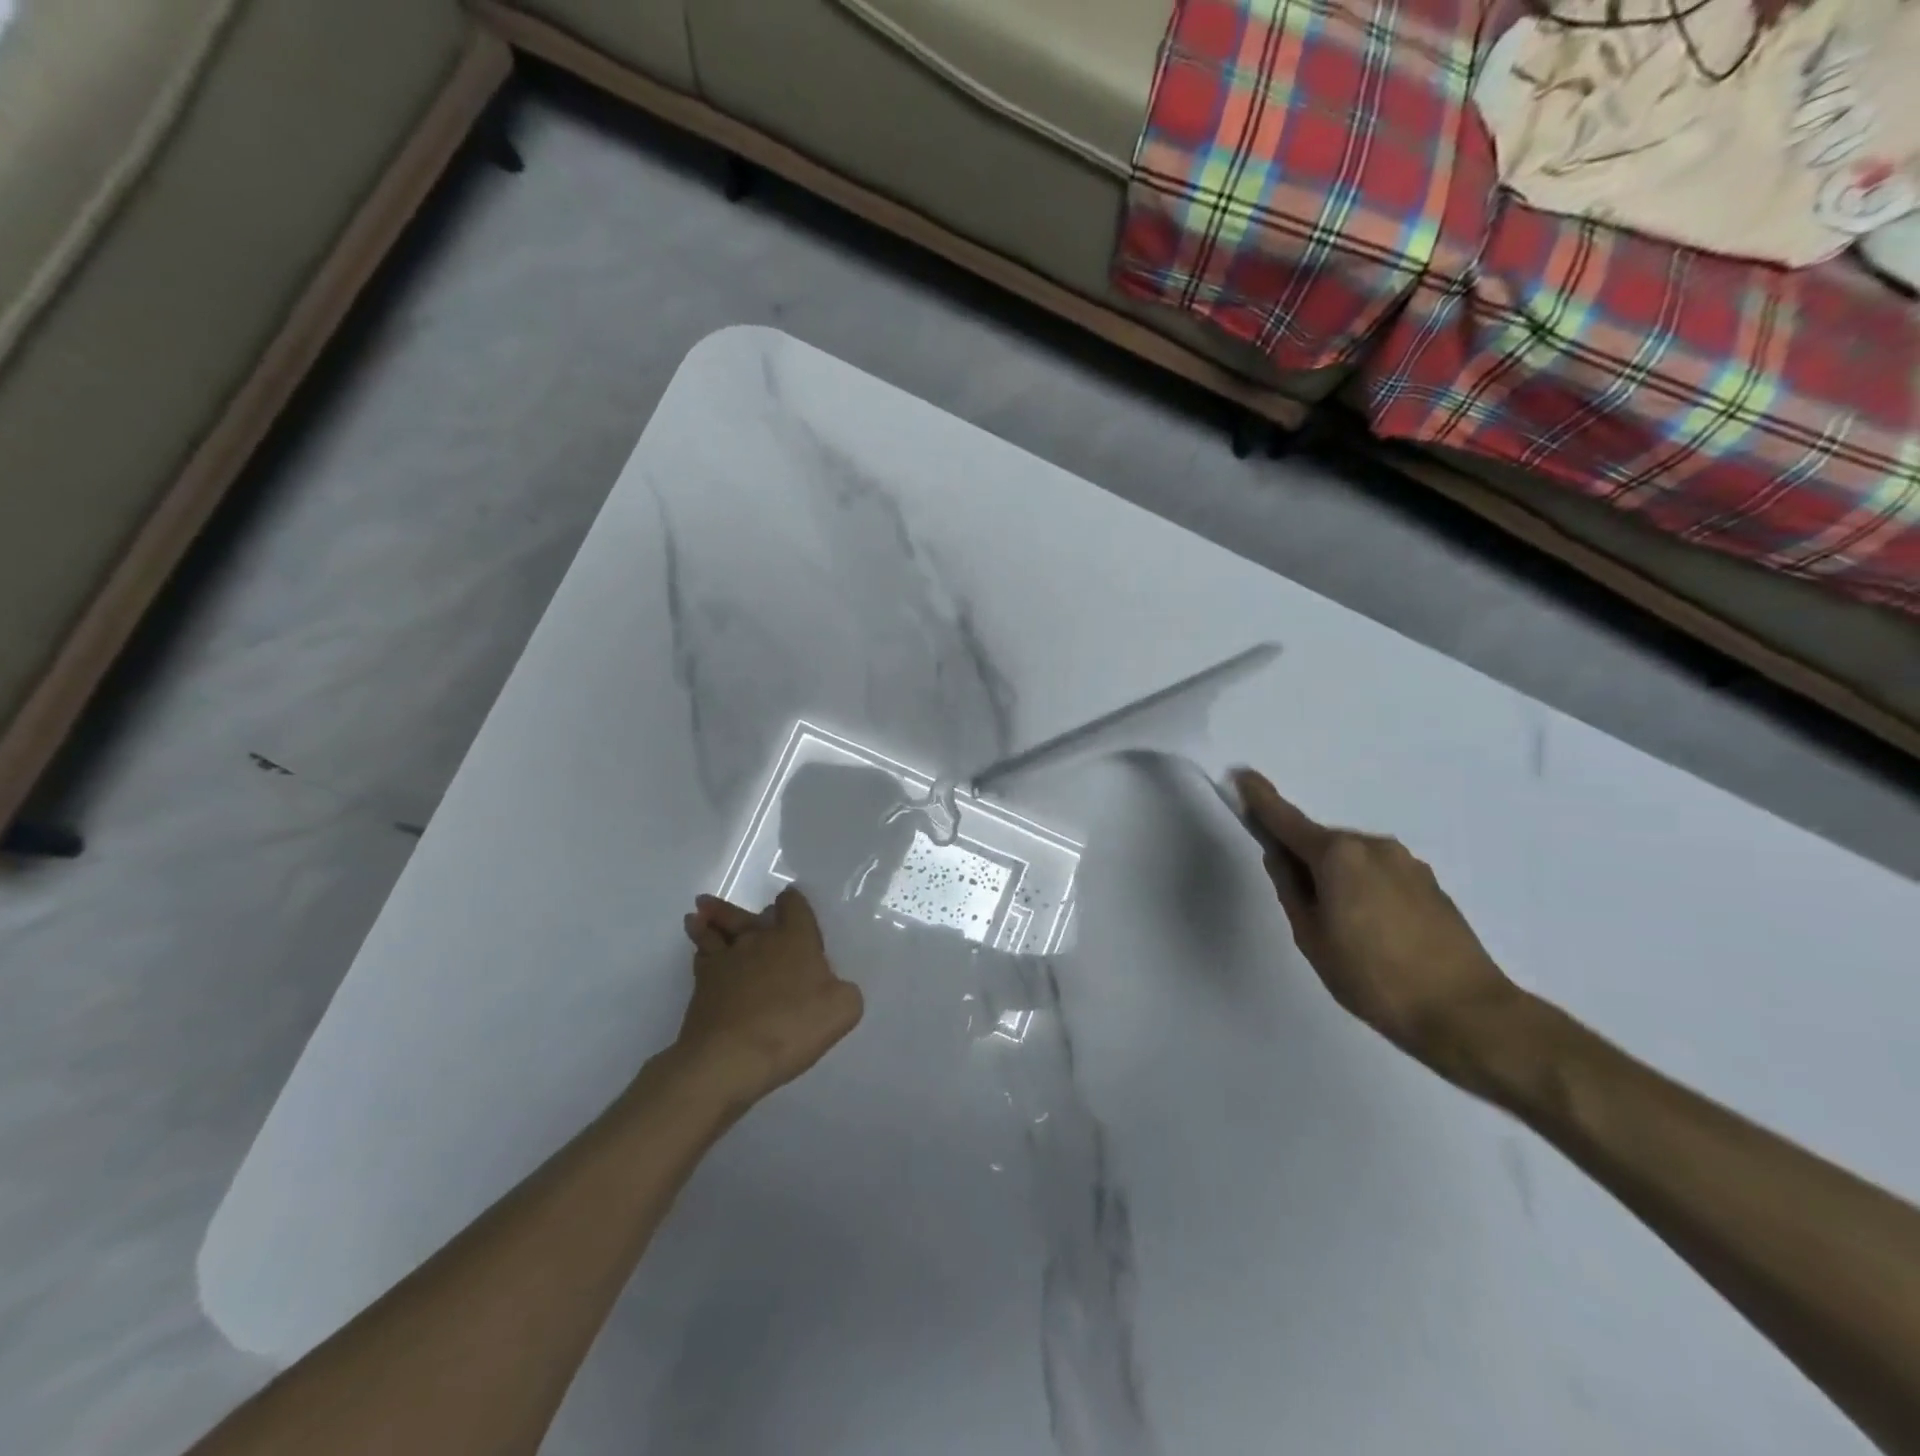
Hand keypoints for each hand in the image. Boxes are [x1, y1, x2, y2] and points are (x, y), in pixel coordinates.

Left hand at [672, 888, 863, 1108]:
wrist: (730, 1058)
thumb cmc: (792, 1027)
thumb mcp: (843, 1010)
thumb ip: (845, 991)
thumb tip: (834, 987)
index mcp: (795, 939)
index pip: (793, 906)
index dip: (793, 902)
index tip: (789, 900)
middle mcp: (759, 940)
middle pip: (747, 915)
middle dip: (740, 909)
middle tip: (731, 905)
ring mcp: (726, 960)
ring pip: (716, 930)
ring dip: (710, 919)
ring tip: (699, 913)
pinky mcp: (702, 985)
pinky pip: (700, 956)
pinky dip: (699, 946)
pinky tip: (698, 949)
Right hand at [1234, 769, 1522, 1073]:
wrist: (1466, 1012)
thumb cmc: (1372, 976)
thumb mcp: (1312, 936)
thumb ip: (1291, 888)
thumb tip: (1280, 857)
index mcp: (1337, 855)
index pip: (1286, 819)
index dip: (1260, 798)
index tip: (1242, 775)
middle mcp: (1372, 846)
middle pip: (1321, 842)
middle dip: (1303, 859)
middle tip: (1301, 907)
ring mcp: (1406, 863)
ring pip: (1352, 860)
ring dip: (1337, 878)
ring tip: (1343, 931)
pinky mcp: (1430, 884)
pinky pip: (1379, 875)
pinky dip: (1364, 889)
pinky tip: (1374, 932)